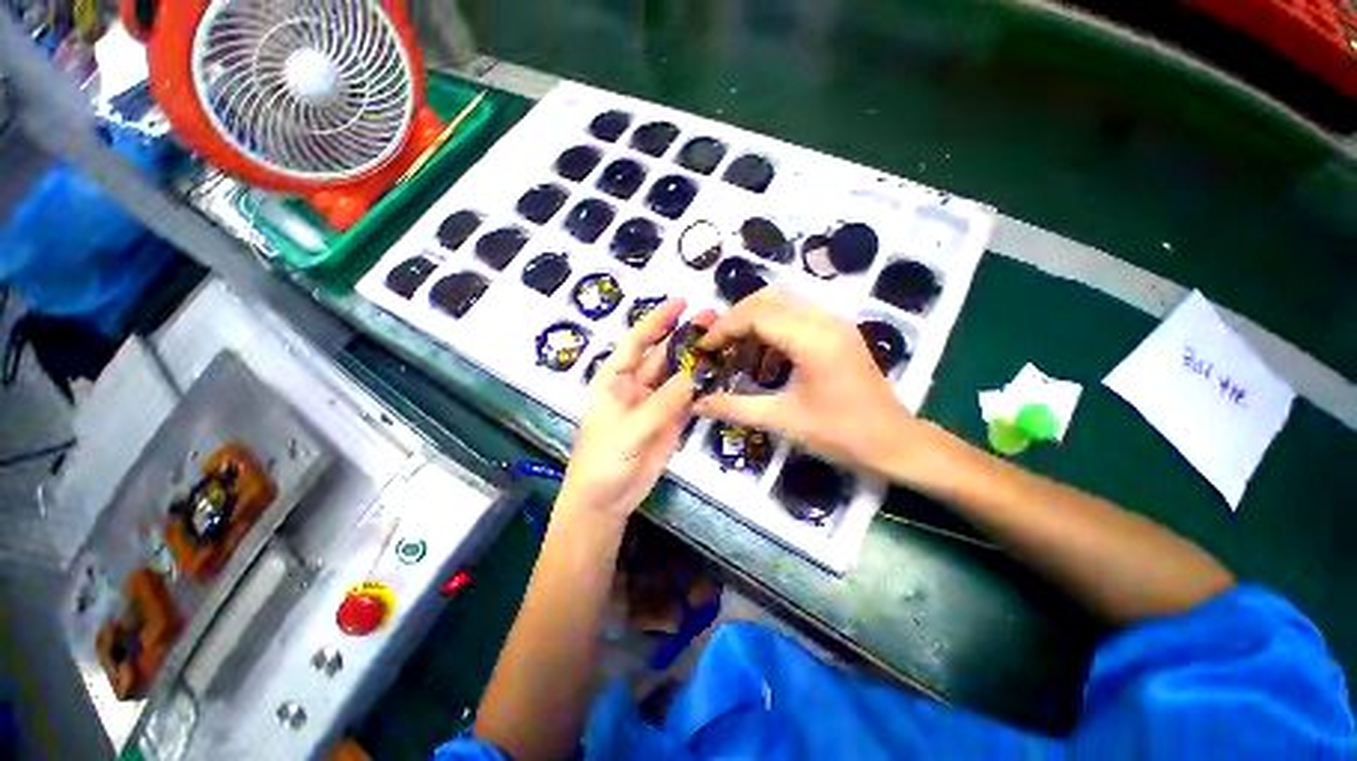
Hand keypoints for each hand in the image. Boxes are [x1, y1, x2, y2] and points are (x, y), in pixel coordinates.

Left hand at [560, 298, 709, 519]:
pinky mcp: (672, 421)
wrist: (606, 500)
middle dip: (686, 337)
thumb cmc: (603, 460)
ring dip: (698, 360)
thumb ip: (662, 403)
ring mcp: (656, 403)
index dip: (657, 320)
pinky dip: (704, 388)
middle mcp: (637, 385)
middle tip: (714, 319)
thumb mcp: (629, 429)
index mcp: (615, 378)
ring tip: (724, 342)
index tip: (681, 302)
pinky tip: (721, 375)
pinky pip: (689, 399)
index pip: (637, 341)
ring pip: (679, 376)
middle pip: (664, 355)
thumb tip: (696, 374)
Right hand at [695, 288, 916, 472]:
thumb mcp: (783, 421)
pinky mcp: (838, 331)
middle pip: (768, 298)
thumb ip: (735, 408)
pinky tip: (767, 361)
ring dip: (754, 322)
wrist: (894, 443)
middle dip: (736, 319)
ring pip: (783, 302)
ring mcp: (834, 322)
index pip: (756, 314)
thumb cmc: (840, 434)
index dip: (724, 328)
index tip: (703, 348)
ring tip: (739, 353)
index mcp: (812, 340)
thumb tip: (697, 405)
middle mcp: (824, 320)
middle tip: (718, 346)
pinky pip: (797, 316)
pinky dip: (773, 329)